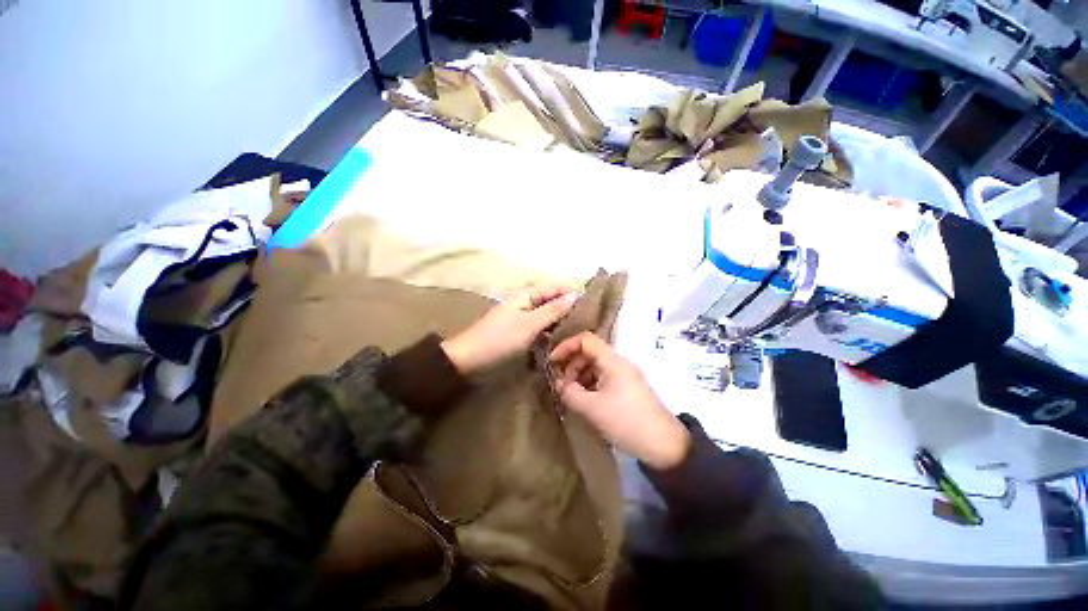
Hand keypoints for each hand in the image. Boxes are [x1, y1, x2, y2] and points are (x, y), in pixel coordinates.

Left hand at [441, 286, 579, 374]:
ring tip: (580, 333)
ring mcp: (521, 322)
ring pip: (546, 319)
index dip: (570, 292)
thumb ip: (552, 310)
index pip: (553, 288)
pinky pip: (539, 333)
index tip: (591, 302)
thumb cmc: (499, 340)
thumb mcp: (528, 324)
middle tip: (589, 321)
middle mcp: (524, 306)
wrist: (467, 362)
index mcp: (525, 297)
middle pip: (550, 303)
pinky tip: (562, 343)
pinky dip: (550, 336)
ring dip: (560, 324)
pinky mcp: (519, 337)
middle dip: (568, 309)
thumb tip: (575, 295)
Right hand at [549, 332, 689, 469]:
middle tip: (561, 383)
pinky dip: (589, 383)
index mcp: (612, 361)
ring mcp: (624, 374)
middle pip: (589, 351)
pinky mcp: (627, 387)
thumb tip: (559, 384)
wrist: (664, 445)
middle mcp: (619, 362)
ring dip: (579, 375)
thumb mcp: (592, 408)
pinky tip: (584, 399)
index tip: (552, 362)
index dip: (566, 346)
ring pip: (595, 365)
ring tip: (571, 393)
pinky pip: (603, 377)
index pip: (585, 339)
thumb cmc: (626, 421)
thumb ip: (570, 393)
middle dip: (571, 364)